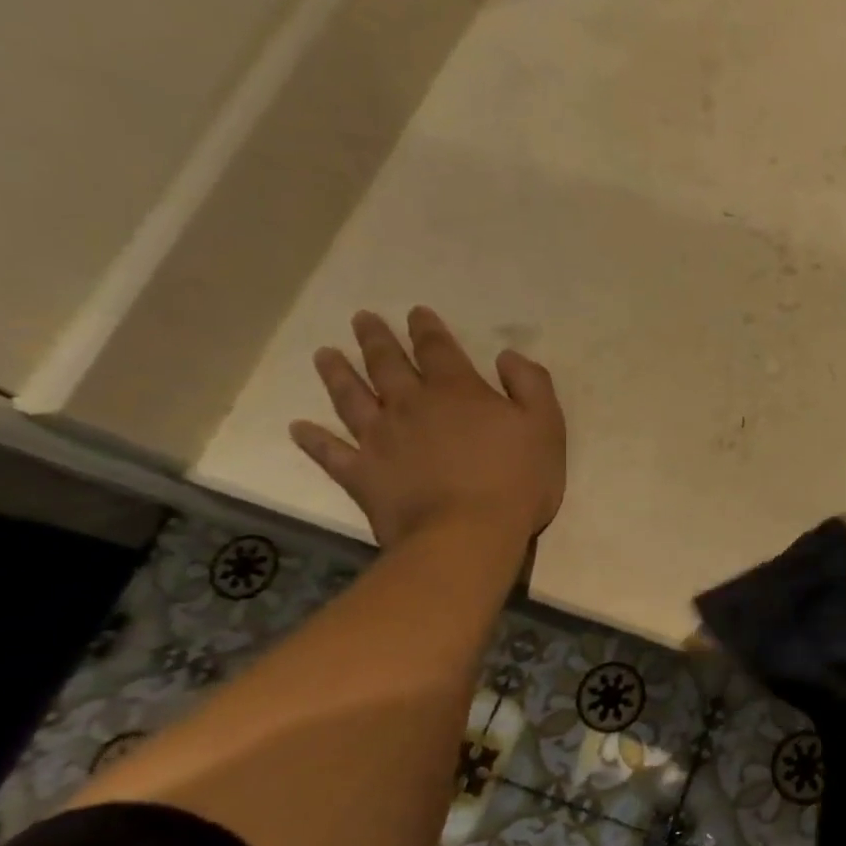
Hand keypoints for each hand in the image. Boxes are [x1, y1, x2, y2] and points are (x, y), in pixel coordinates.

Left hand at [290, 308, 565, 549]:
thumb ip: (530, 384)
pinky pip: (330, 453)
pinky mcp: (362, 474)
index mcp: (457, 391)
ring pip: (352, 398)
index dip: (427, 329)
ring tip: (324, 355)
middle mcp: (411, 405)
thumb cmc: (517, 479)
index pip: (438, 349)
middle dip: (376, 339)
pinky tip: (299, 429)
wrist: (468, 533)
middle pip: (387, 365)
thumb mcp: (546, 425)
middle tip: (362, 319)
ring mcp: (380, 439)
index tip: (415, 312)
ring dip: (338, 374)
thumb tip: (507, 356)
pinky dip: (314, 440)